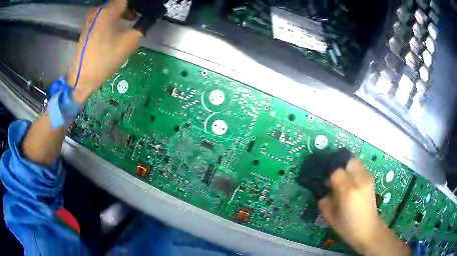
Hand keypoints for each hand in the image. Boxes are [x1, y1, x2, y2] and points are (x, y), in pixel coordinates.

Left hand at [69, 0, 141, 103]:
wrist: (82, 78)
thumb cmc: (105, 59)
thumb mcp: (130, 42)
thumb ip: (141, 26)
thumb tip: (148, 19)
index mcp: (108, 11)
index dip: (137, 4)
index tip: (144, 10)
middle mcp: (98, 10)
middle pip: (119, 2)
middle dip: (131, 7)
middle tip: (138, 16)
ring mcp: (91, 19)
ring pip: (111, 8)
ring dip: (122, 12)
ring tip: (129, 22)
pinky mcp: (88, 27)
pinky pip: (103, 15)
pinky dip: (113, 17)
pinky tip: (116, 27)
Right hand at [318, 158, 410, 255]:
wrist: (368, 229)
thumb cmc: (347, 227)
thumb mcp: (330, 217)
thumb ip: (324, 202)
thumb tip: (323, 192)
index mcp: (348, 191)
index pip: (336, 172)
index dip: (329, 177)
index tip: (326, 185)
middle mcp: (360, 180)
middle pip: (348, 161)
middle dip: (339, 167)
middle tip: (334, 178)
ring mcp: (368, 178)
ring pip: (355, 162)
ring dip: (347, 167)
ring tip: (343, 179)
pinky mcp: (371, 179)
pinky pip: (360, 167)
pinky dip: (354, 170)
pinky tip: (351, 182)